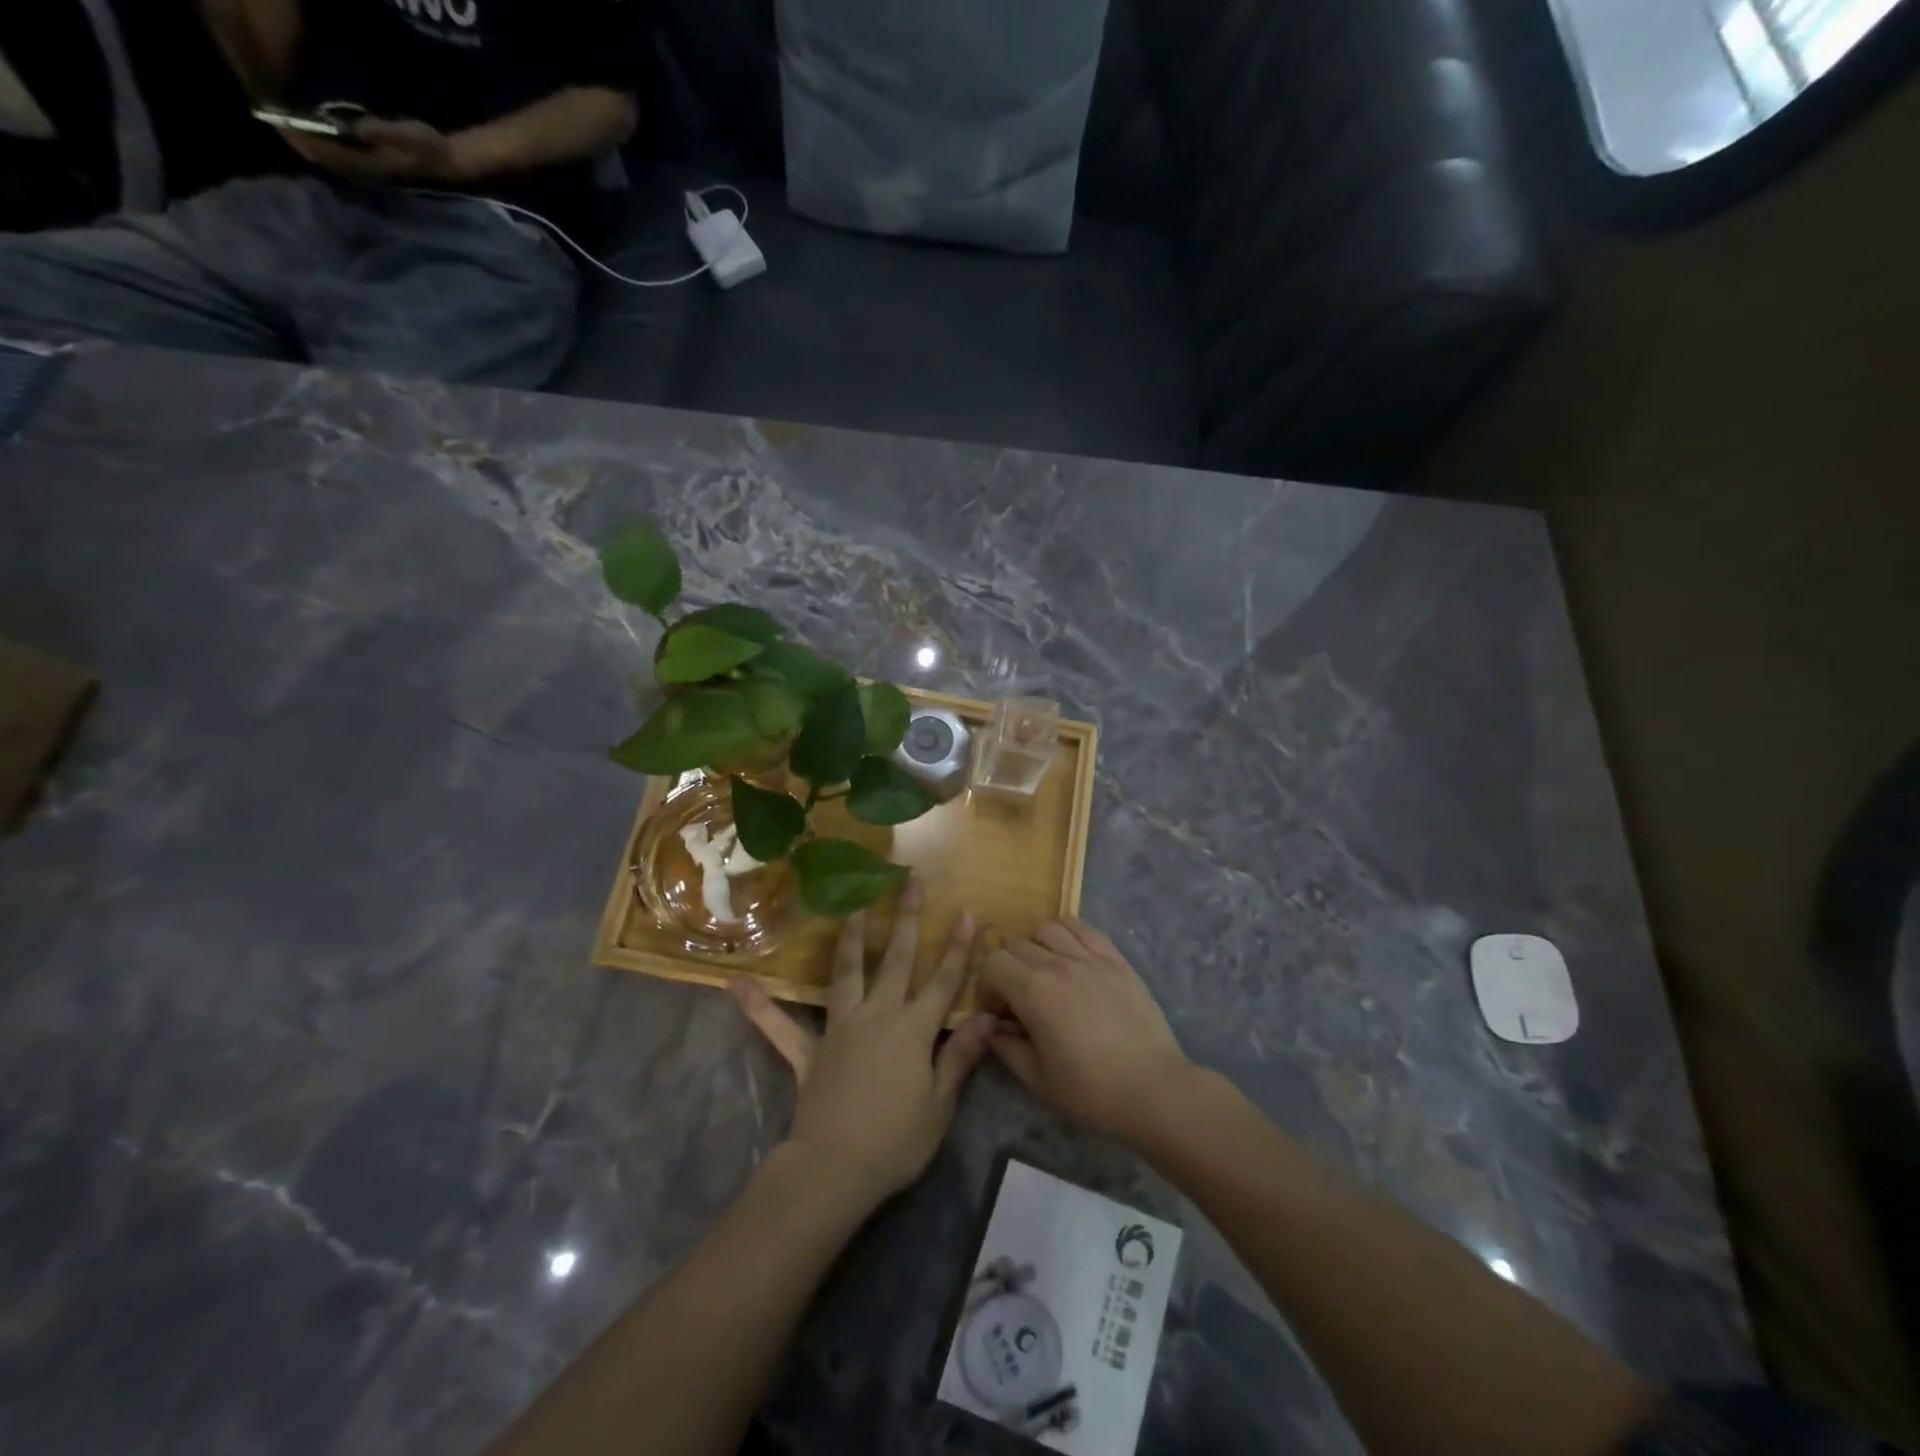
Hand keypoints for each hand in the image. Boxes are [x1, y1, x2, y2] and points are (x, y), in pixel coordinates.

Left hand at [283, 117, 459, 183]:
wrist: (448, 162)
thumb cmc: (430, 147)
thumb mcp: (408, 135)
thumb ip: (383, 132)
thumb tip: (356, 128)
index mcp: (375, 165)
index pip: (335, 155)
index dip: (309, 141)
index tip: (284, 126)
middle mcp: (371, 172)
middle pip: (331, 162)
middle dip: (304, 145)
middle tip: (276, 126)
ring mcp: (374, 171)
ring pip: (335, 162)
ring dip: (313, 148)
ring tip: (290, 132)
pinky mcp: (375, 165)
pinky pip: (343, 159)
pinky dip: (326, 149)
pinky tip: (315, 139)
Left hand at [731, 881, 995, 1208]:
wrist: (836, 1170)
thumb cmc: (896, 1142)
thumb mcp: (939, 1105)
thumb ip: (960, 1056)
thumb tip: (986, 1016)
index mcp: (912, 1030)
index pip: (942, 982)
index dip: (957, 949)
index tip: (965, 913)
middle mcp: (877, 1016)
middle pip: (896, 961)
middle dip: (906, 920)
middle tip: (911, 883)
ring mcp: (839, 1029)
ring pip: (846, 974)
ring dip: (850, 939)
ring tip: (853, 908)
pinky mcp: (808, 1052)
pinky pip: (779, 1027)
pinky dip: (759, 1007)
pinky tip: (736, 984)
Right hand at [981, 917, 1191, 1141]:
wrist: (1152, 1089)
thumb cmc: (1090, 1090)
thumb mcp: (1037, 1079)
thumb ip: (1006, 1047)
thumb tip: (993, 1028)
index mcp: (1033, 991)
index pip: (994, 962)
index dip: (989, 985)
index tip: (1000, 1011)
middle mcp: (1058, 963)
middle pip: (1017, 944)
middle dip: (1009, 968)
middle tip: (1021, 998)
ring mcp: (1090, 957)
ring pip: (1049, 928)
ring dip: (1038, 946)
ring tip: (1047, 973)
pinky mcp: (1116, 959)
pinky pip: (1085, 928)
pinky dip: (1070, 934)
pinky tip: (1073, 958)